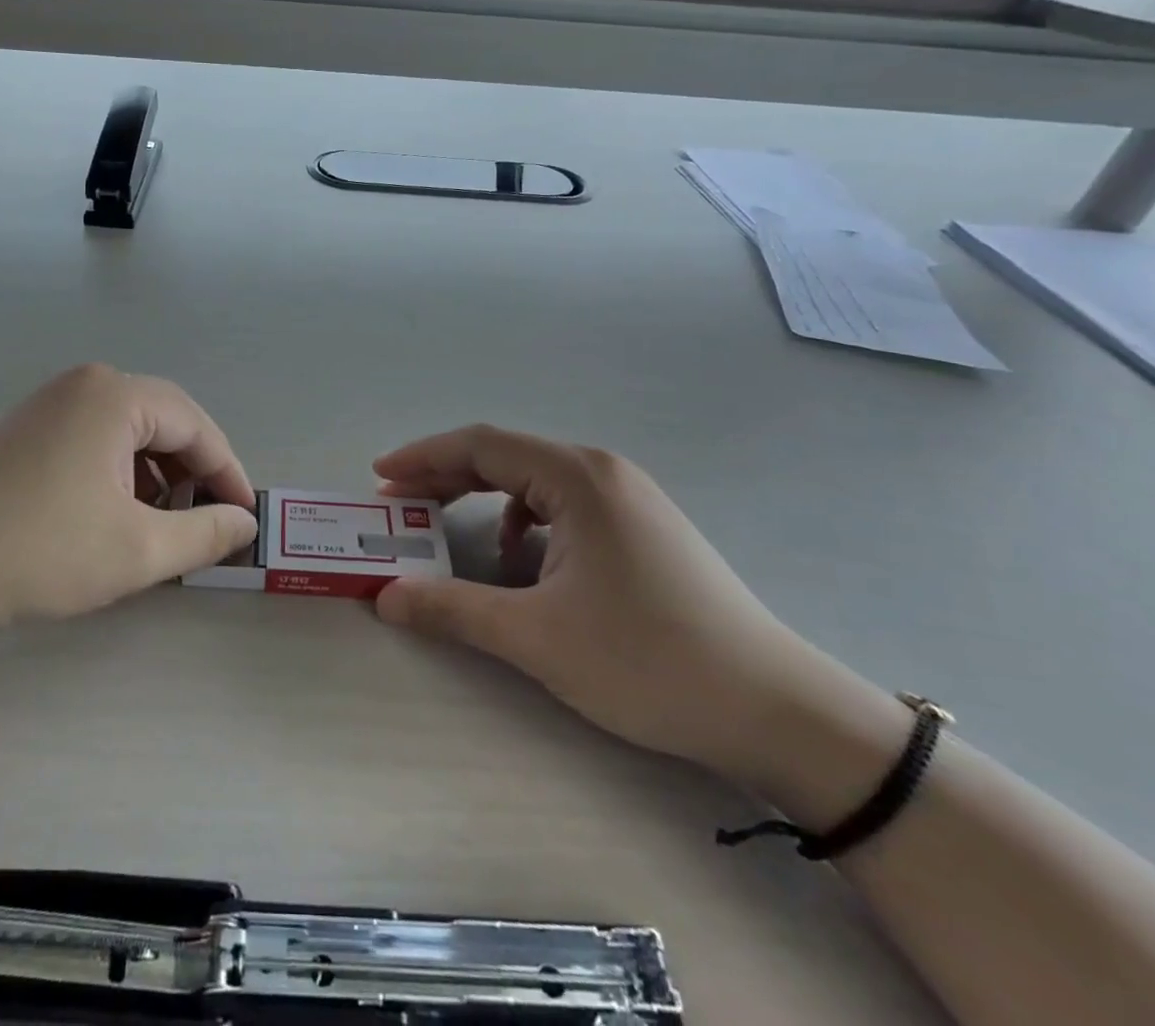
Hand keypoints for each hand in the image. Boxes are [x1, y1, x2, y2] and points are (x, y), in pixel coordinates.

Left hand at [0, 365, 258, 628]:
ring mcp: (53, 401)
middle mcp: (87, 383)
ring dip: (157, 477)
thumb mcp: (135, 551)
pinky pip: (97, 441)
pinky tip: (117, 516)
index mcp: (115, 396)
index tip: (246, 517)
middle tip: (208, 524)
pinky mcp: (30, 426)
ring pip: (131, 434)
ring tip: (163, 527)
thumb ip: (203, 533)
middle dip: (192, 474)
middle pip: (165, 424)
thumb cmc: (33, 551)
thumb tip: (244, 521)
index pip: (197, 426)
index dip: (228, 473)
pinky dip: (121, 475)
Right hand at [372, 425, 840, 781]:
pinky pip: (561, 504)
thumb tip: (386, 596)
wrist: (775, 709)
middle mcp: (601, 471)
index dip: (422, 458)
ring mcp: (626, 497)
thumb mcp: (537, 637)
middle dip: (444, 476)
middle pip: (503, 455)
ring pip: (532, 480)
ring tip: (448, 528)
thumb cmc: (648, 661)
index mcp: (576, 477)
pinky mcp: (640, 526)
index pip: (480, 445)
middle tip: (398, 503)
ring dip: (482, 498)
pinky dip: (522, 520)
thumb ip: (452, 610)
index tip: (379, 478)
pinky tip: (520, 560)